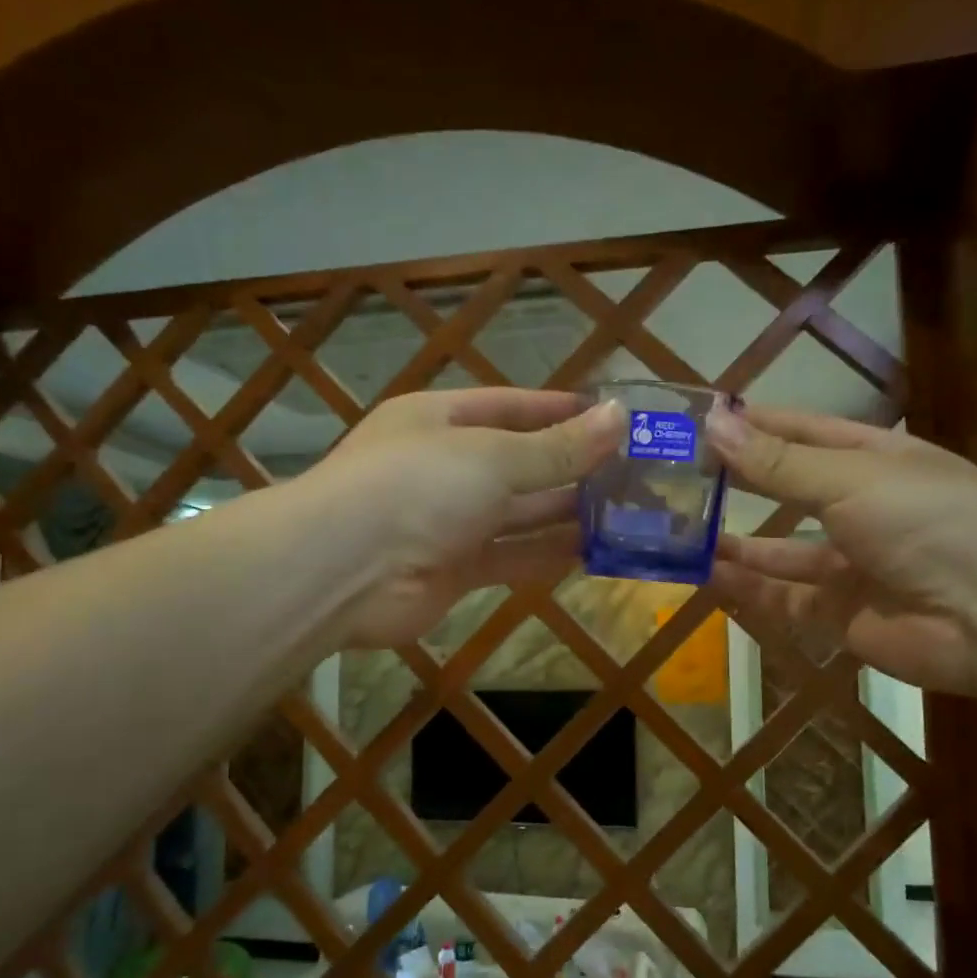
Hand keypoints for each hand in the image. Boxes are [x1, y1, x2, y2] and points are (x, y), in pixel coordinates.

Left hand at [316, 387, 625, 647]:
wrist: (343, 571)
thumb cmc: (417, 486)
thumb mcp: (494, 456)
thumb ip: (558, 446)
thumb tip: (620, 417)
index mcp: (441, 420)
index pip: (511, 406)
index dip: (560, 410)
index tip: (611, 417)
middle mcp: (445, 467)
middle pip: (519, 462)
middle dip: (571, 466)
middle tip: (632, 472)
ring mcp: (448, 521)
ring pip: (519, 513)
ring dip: (565, 513)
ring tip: (625, 512)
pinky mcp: (454, 570)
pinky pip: (510, 556)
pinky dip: (546, 554)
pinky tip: (591, 553)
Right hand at [706, 404, 976, 692]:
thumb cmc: (925, 520)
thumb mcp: (848, 479)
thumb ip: (777, 461)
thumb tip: (712, 422)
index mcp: (875, 459)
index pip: (804, 431)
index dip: (756, 423)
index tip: (701, 419)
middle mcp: (862, 508)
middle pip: (789, 490)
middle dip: (740, 482)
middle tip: (678, 477)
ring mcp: (853, 564)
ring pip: (782, 550)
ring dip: (738, 543)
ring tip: (682, 532)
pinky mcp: (842, 614)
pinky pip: (785, 599)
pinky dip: (749, 589)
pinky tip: (708, 576)